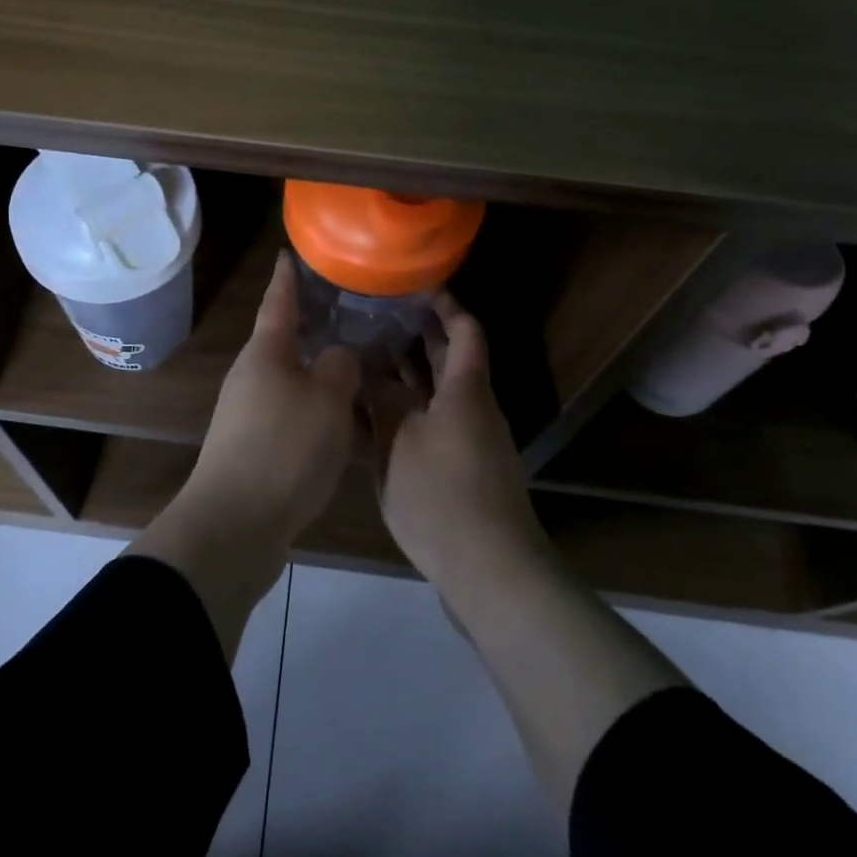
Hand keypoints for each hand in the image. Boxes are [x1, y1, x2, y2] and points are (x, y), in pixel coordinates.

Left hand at [180, 251, 361, 543]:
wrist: (235, 525)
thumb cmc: (285, 449)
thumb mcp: (327, 401)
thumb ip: (339, 368)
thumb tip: (338, 356)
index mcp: (265, 353)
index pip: (278, 302)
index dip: (288, 277)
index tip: (291, 253)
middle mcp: (251, 376)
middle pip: (284, 342)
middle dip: (313, 326)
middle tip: (349, 312)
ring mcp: (248, 414)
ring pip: (291, 381)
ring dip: (319, 373)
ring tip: (356, 367)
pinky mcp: (253, 448)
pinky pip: (292, 416)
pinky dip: (316, 411)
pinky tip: (343, 424)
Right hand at [370, 292, 548, 587]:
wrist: (489, 570)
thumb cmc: (443, 494)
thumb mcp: (401, 441)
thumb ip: (384, 401)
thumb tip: (372, 374)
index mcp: (466, 390)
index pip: (464, 331)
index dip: (445, 305)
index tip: (417, 286)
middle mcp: (473, 409)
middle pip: (451, 360)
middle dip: (420, 337)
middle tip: (379, 318)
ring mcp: (470, 442)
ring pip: (438, 395)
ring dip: (409, 377)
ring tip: (367, 361)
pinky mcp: (461, 471)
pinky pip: (433, 426)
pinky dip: (408, 414)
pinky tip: (374, 420)